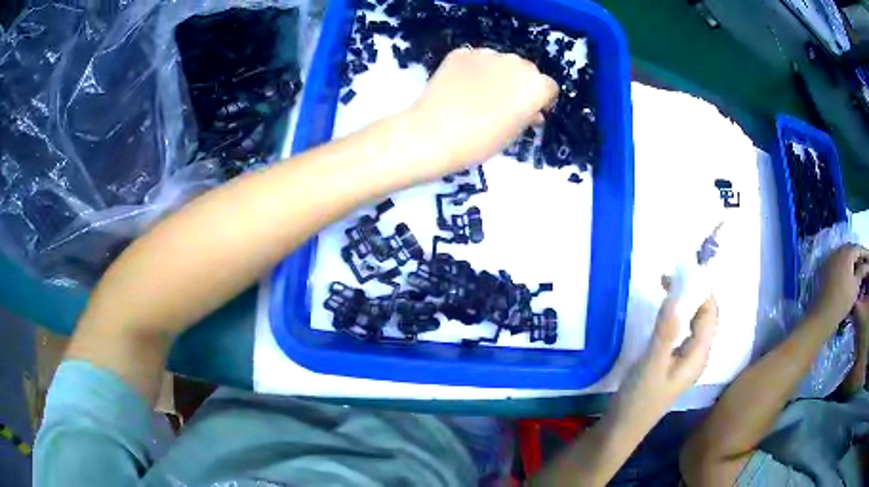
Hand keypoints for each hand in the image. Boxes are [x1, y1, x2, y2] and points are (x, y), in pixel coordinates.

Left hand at [405, 47, 557, 180]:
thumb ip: (528, 116)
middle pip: (525, 70)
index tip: (528, 112)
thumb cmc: (481, 142)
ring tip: (478, 95)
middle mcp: (516, 62)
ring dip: (496, 73)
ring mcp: (487, 54)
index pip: (548, 87)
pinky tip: (459, 87)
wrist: (434, 134)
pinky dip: (472, 69)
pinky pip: (474, 59)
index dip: (540, 100)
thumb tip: (532, 111)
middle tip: (503, 104)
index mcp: (535, 85)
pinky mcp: (461, 53)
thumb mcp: (513, 133)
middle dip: (519, 83)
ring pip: (499, 61)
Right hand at [612, 278, 718, 423]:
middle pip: (704, 317)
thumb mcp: (652, 364)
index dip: (702, 290)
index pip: (710, 314)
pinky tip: (664, 314)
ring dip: (685, 303)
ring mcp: (685, 360)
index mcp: (698, 355)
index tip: (682, 270)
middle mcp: (697, 355)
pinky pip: (683, 332)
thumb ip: (666, 331)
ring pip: (694, 324)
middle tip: (669, 277)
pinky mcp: (672, 363)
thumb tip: (677, 294)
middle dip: (694, 293)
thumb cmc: (639, 399)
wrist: (622, 428)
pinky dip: (677, 316)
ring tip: (667, 287)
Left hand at [810, 244, 868, 324]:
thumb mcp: (856, 285)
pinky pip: (838, 262)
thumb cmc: (843, 300)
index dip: (865, 253)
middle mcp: (838, 250)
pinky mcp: (826, 268)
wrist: (824, 314)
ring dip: (852, 260)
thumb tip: (867, 265)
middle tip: (864, 264)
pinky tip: (849, 274)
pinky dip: (845, 265)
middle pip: (851, 250)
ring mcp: (831, 258)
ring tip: (858, 269)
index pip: (859, 248)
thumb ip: (862, 271)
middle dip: (859, 256)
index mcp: (847, 252)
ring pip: (845, 255)